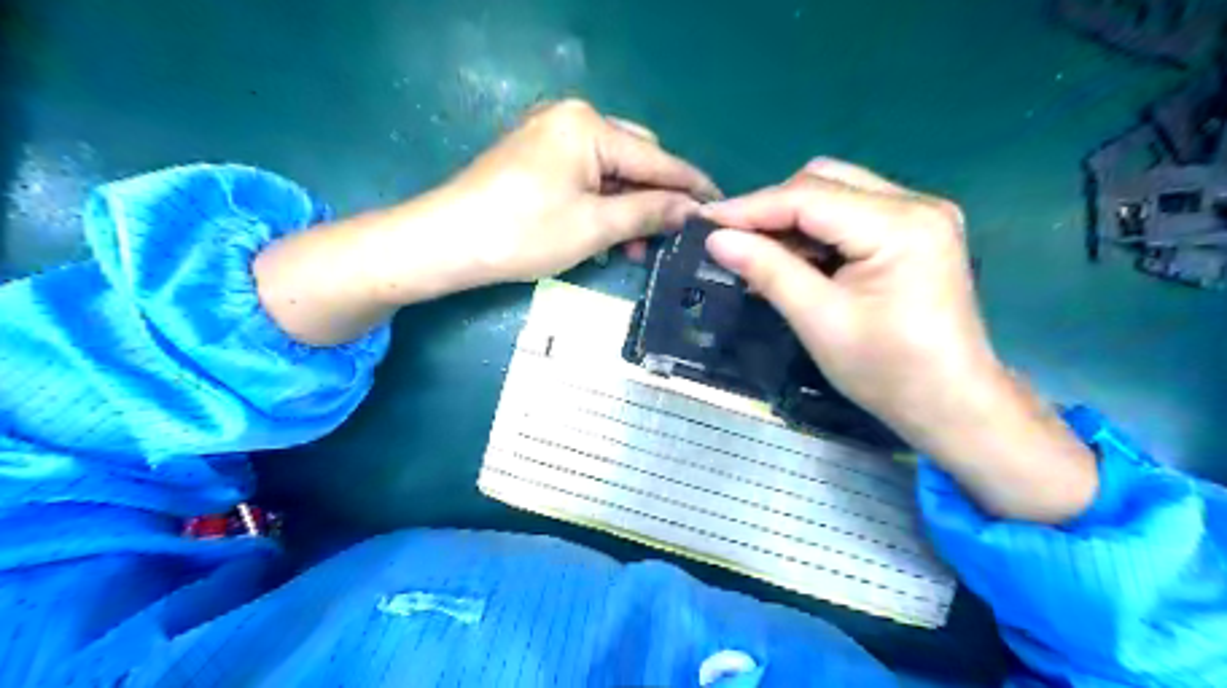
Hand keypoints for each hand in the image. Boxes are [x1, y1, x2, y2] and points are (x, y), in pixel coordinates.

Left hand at [258, 99, 721, 349]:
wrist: (446, 242)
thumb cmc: (523, 233)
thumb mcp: (594, 226)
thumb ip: (648, 212)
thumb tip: (691, 210)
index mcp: (589, 126)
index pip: (656, 157)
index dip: (690, 185)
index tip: (719, 206)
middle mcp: (571, 118)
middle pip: (634, 158)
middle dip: (654, 199)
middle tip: (668, 238)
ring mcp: (550, 136)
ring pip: (609, 171)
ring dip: (627, 207)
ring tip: (635, 248)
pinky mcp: (535, 157)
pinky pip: (584, 175)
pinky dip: (600, 203)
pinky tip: (605, 233)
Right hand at [705, 160, 1096, 523]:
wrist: (951, 404)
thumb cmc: (888, 371)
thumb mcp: (819, 320)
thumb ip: (768, 270)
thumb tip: (716, 239)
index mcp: (900, 225)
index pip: (809, 198)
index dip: (751, 208)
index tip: (704, 221)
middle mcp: (916, 204)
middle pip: (824, 183)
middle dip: (771, 209)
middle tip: (731, 240)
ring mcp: (919, 216)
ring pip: (836, 195)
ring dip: (791, 220)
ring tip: (755, 252)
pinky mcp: (914, 233)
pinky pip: (850, 216)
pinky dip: (814, 233)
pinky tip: (790, 259)